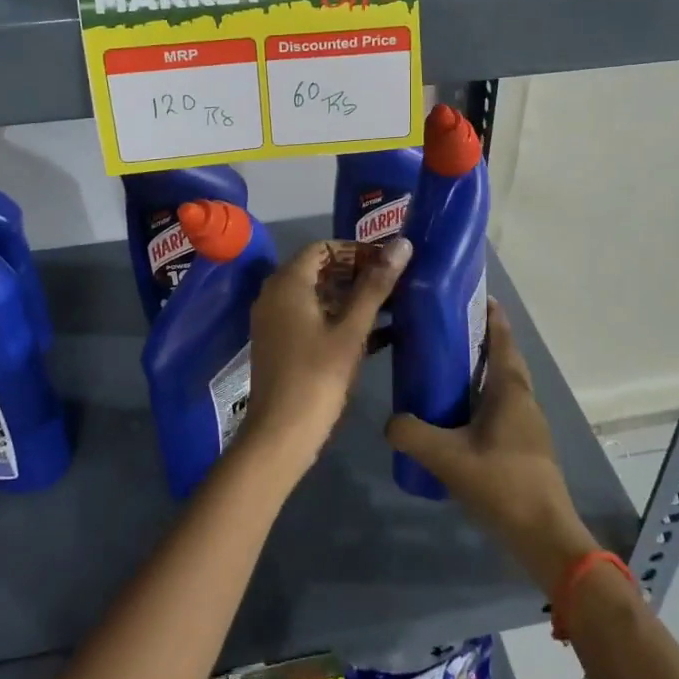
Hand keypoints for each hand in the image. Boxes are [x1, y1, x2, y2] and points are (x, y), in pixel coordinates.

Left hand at [239, 237, 411, 478]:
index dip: (356, 250)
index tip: (388, 263)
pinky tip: (377, 334)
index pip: (323, 247)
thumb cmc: (317, 377)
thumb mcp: (351, 330)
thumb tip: (403, 244)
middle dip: (357, 273)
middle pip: (319, 269)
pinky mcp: (282, 344)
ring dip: (352, 298)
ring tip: (391, 306)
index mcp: (287, 283)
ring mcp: (275, 321)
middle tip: (394, 283)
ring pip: (318, 296)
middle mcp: (275, 295)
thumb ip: (376, 285)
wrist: (281, 435)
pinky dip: (339, 319)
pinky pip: (312, 318)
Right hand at [386, 299, 599, 590]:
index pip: (502, 340)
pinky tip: (456, 415)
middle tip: (445, 330)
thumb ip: (412, 434)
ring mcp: (528, 425)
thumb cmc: (503, 485)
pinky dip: (481, 398)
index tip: (470, 295)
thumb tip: (389, 421)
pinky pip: (501, 408)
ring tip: (444, 367)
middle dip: (480, 340)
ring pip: (503, 385)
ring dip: (480, 371)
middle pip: (503, 359)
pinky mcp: (525, 447)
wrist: (546, 537)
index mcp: (510, 390)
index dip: (490, 315)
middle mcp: (523, 399)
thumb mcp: (448, 458)